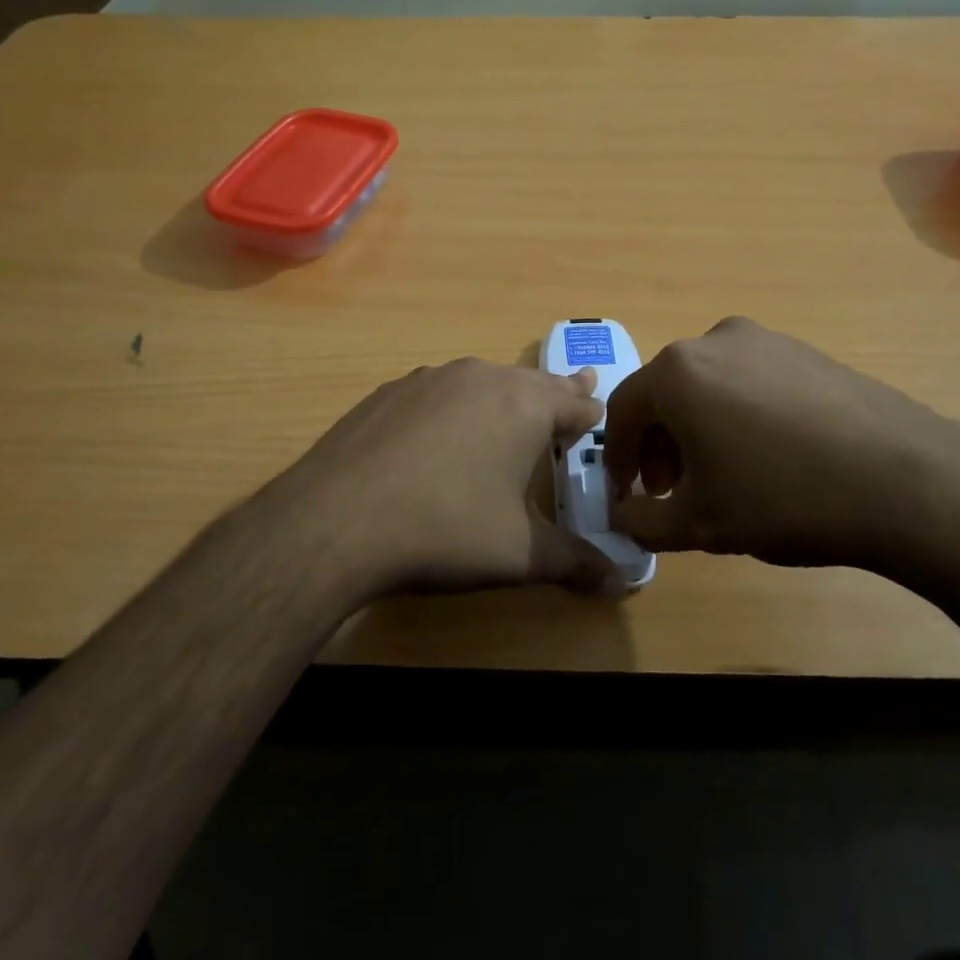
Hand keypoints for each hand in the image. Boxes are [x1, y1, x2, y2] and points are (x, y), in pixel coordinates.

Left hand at [256, 358, 622, 597]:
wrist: (336, 520)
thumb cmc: (446, 530)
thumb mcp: (520, 554)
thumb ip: (576, 563)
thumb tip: (623, 583)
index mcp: (524, 405)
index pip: (577, 404)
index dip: (592, 416)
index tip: (598, 421)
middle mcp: (482, 377)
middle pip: (533, 382)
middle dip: (556, 394)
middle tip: (576, 389)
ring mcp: (430, 379)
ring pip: (484, 381)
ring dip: (504, 397)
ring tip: (510, 413)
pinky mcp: (389, 391)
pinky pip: (440, 392)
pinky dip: (455, 406)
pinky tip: (441, 436)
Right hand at [604, 317, 959, 571]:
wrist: (904, 481)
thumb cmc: (782, 498)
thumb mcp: (700, 524)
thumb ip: (644, 521)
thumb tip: (624, 517)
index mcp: (677, 372)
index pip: (622, 410)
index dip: (617, 457)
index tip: (625, 494)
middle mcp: (714, 341)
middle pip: (665, 393)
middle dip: (659, 445)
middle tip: (672, 491)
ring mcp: (766, 341)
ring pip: (708, 386)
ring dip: (698, 429)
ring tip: (720, 476)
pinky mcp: (806, 352)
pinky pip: (750, 381)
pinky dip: (737, 415)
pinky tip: (767, 457)